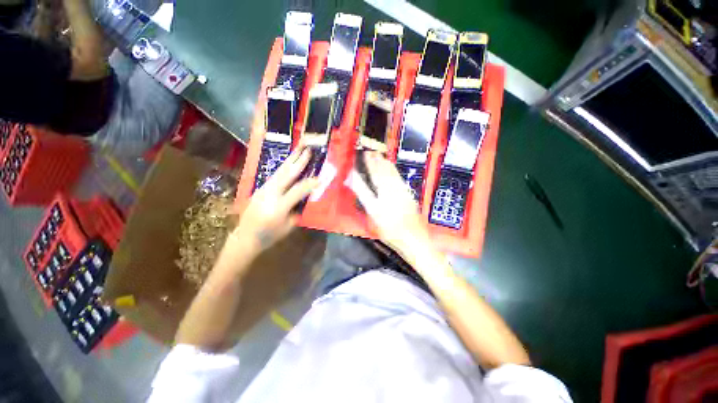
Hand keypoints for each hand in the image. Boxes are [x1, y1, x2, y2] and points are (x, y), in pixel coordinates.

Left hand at [233, 147, 317, 255]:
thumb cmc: (270, 235)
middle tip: (308, 149)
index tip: (320, 177)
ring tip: (299, 149)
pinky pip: (275, 175)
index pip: (298, 191)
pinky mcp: (260, 188)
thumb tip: (304, 197)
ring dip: (291, 159)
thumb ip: (297, 210)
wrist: (245, 237)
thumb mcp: (289, 226)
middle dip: (299, 161)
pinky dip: (284, 167)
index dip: (310, 184)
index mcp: (279, 207)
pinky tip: (289, 162)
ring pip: (280, 171)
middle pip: (287, 174)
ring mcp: (263, 189)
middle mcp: (270, 194)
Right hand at [349, 151, 430, 255]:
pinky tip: (393, 171)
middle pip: (385, 170)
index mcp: (384, 189)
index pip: (375, 172)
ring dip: (386, 164)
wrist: (413, 237)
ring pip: (394, 173)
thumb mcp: (372, 211)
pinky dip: (394, 171)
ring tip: (381, 157)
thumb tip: (352, 178)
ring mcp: (403, 190)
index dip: (369, 163)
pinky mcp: (409, 195)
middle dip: (378, 160)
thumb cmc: (389, 227)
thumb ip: (362, 192)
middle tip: (372, 152)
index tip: (364, 154)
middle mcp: (394, 186)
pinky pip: (399, 178)